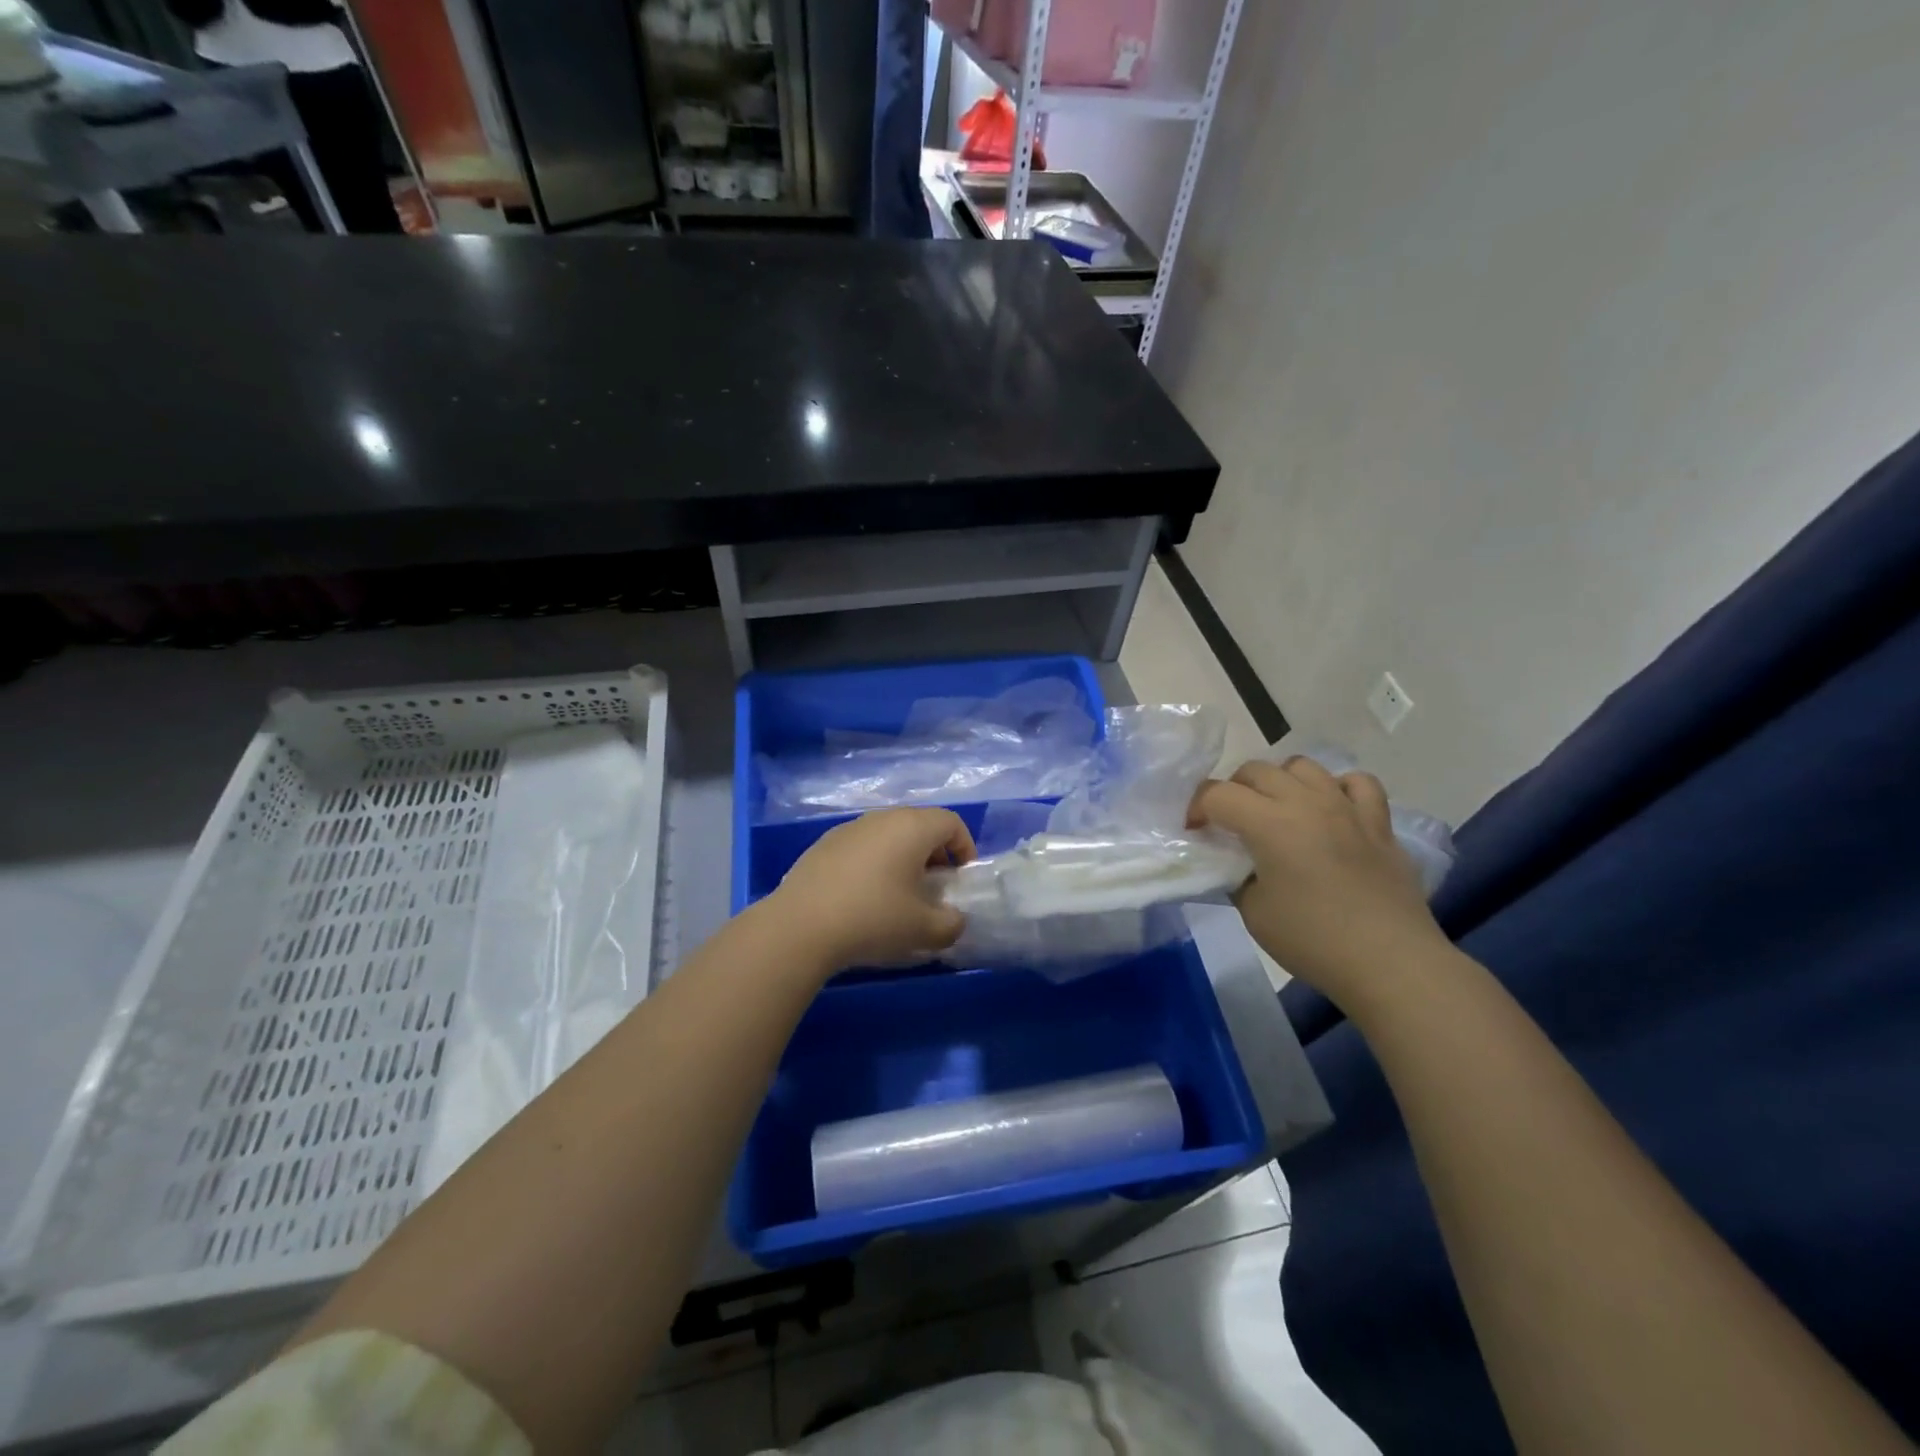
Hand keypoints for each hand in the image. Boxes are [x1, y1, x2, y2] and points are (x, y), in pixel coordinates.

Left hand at [765, 808, 975, 971]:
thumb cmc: (873, 919)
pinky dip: (874, 863)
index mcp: (912, 827)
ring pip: (889, 835)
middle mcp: (882, 818)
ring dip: (902, 858)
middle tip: (934, 888)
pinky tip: (863, 898)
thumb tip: (954, 920)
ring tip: (898, 895)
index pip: (951, 823)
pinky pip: (862, 846)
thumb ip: (951, 924)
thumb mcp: (924, 930)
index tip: (961, 879)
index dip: (965, 848)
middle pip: (919, 825)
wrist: (800, 926)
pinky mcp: (823, 844)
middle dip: (935, 854)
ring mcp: (849, 828)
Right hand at [1191, 759, 1451, 1007]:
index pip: (1216, 794)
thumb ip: (1236, 877)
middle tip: (1230, 823)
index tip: (1195, 833)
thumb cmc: (1313, 940)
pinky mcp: (1378, 823)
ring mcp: (1346, 807)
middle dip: (1232, 790)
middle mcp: (1306, 802)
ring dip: (1280, 781)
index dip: (1196, 809)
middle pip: (1255, 770)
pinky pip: (1357, 783)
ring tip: (1277, 811)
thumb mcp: (1253, 913)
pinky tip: (1331, 811)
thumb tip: (1235, 864)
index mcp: (1269, 823)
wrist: (1391, 963)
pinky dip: (1337, 788)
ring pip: (1303, 766)